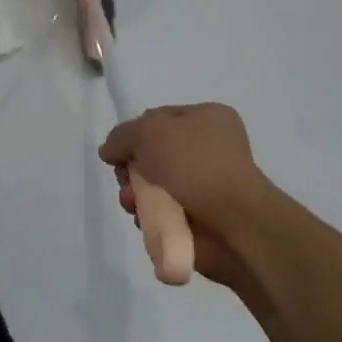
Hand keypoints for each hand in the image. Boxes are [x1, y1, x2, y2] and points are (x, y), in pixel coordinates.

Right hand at [99, 103, 277, 289]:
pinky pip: (162, 212)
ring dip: (135, 193)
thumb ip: (122, 135)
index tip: (119, 151)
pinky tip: (144, 219)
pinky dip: (148, 216)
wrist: (233, 223)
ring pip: (153, 185)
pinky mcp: (200, 219)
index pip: (159, 118)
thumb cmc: (195, 164)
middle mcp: (208, 149)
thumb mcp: (150, 131)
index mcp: (207, 118)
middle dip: (131, 168)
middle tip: (125, 178)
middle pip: (152, 153)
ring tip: (132, 202)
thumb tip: (109, 151)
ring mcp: (205, 186)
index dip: (134, 133)